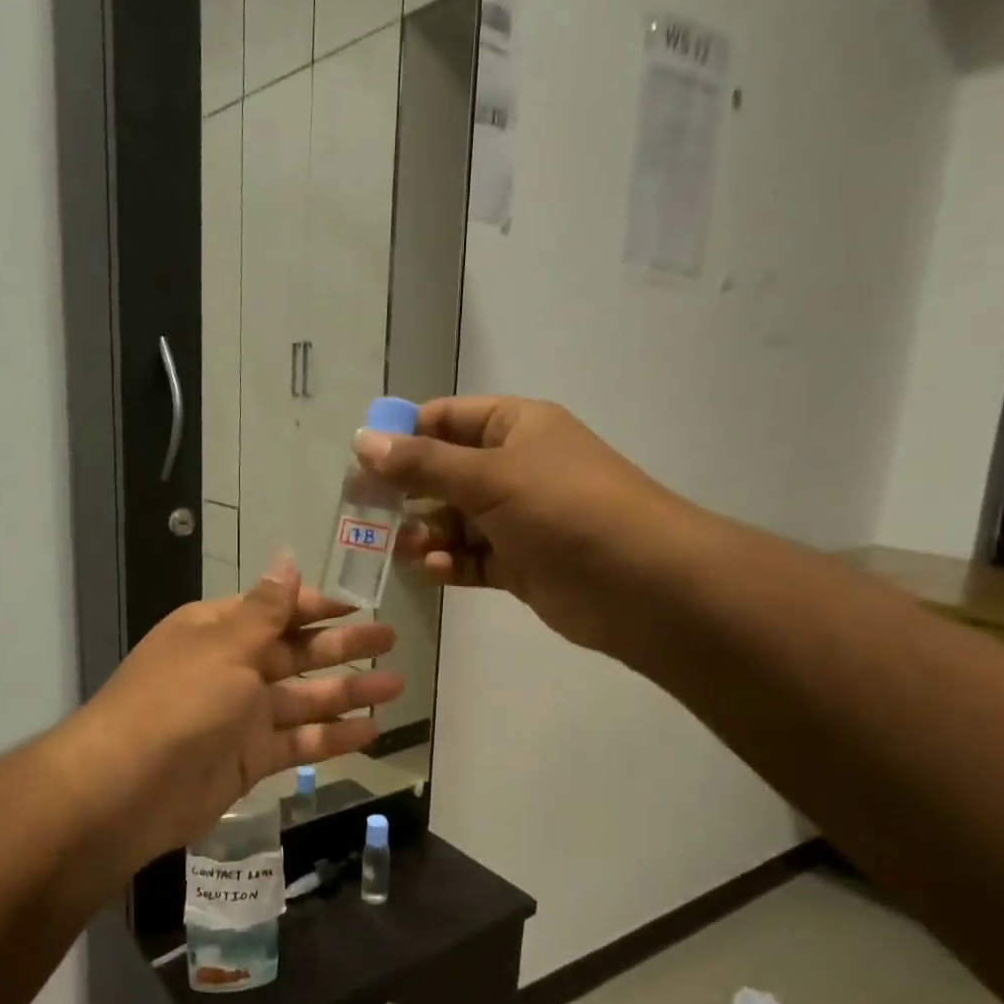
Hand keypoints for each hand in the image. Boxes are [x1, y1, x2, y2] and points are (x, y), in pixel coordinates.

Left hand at [61, 557, 403, 873]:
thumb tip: (286, 559)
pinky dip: (333, 737)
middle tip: (391, 640)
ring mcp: (242, 716)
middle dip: (343, 646)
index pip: (277, 610)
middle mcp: (232, 668)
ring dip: (349, 692)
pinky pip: (299, 742)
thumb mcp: (225, 645)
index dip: (318, 606)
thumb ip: (266, 609)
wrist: (126, 789)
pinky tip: (372, 731)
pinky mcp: (250, 759)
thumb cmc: (179, 701)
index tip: (359, 605)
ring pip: (305, 699)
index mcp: (219, 630)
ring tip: (396, 685)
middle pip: (297, 652)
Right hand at [354, 396, 702, 658]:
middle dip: (408, 493)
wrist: (642, 584)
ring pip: (455, 520)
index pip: (445, 419)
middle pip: (444, 473)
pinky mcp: (523, 563)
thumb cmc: (565, 510)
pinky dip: (452, 563)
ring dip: (427, 533)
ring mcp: (520, 518)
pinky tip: (437, 571)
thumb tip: (363, 440)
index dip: (402, 436)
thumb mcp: (489, 477)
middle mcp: (516, 467)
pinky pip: (473, 557)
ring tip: (407, 550)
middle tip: (367, 515)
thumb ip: (423, 463)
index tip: (361, 463)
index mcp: (515, 427)